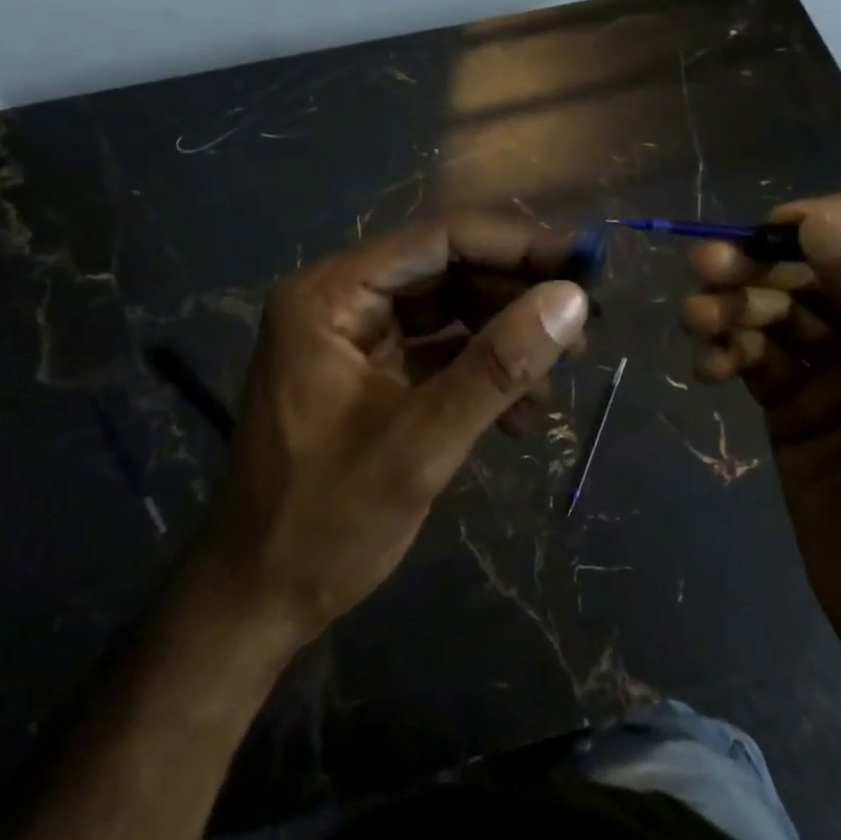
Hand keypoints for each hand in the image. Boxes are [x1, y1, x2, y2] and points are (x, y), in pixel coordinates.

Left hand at [195, 216, 588, 647]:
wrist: (257, 600)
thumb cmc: (325, 524)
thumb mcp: (420, 446)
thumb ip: (497, 367)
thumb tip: (572, 300)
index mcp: (329, 296)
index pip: (436, 239)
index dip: (515, 245)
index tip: (584, 265)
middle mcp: (338, 299)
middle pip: (443, 269)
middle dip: (513, 297)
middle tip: (581, 329)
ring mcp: (351, 336)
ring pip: (446, 309)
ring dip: (503, 339)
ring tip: (555, 381)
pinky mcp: (367, 371)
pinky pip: (435, 350)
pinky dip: (479, 372)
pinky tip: (520, 414)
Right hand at [681, 192, 840, 696]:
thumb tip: (822, 227)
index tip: (788, 225)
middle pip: (828, 267)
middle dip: (767, 263)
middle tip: (708, 264)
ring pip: (781, 308)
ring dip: (734, 304)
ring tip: (697, 317)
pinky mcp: (797, 405)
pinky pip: (755, 356)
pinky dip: (727, 351)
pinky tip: (708, 367)